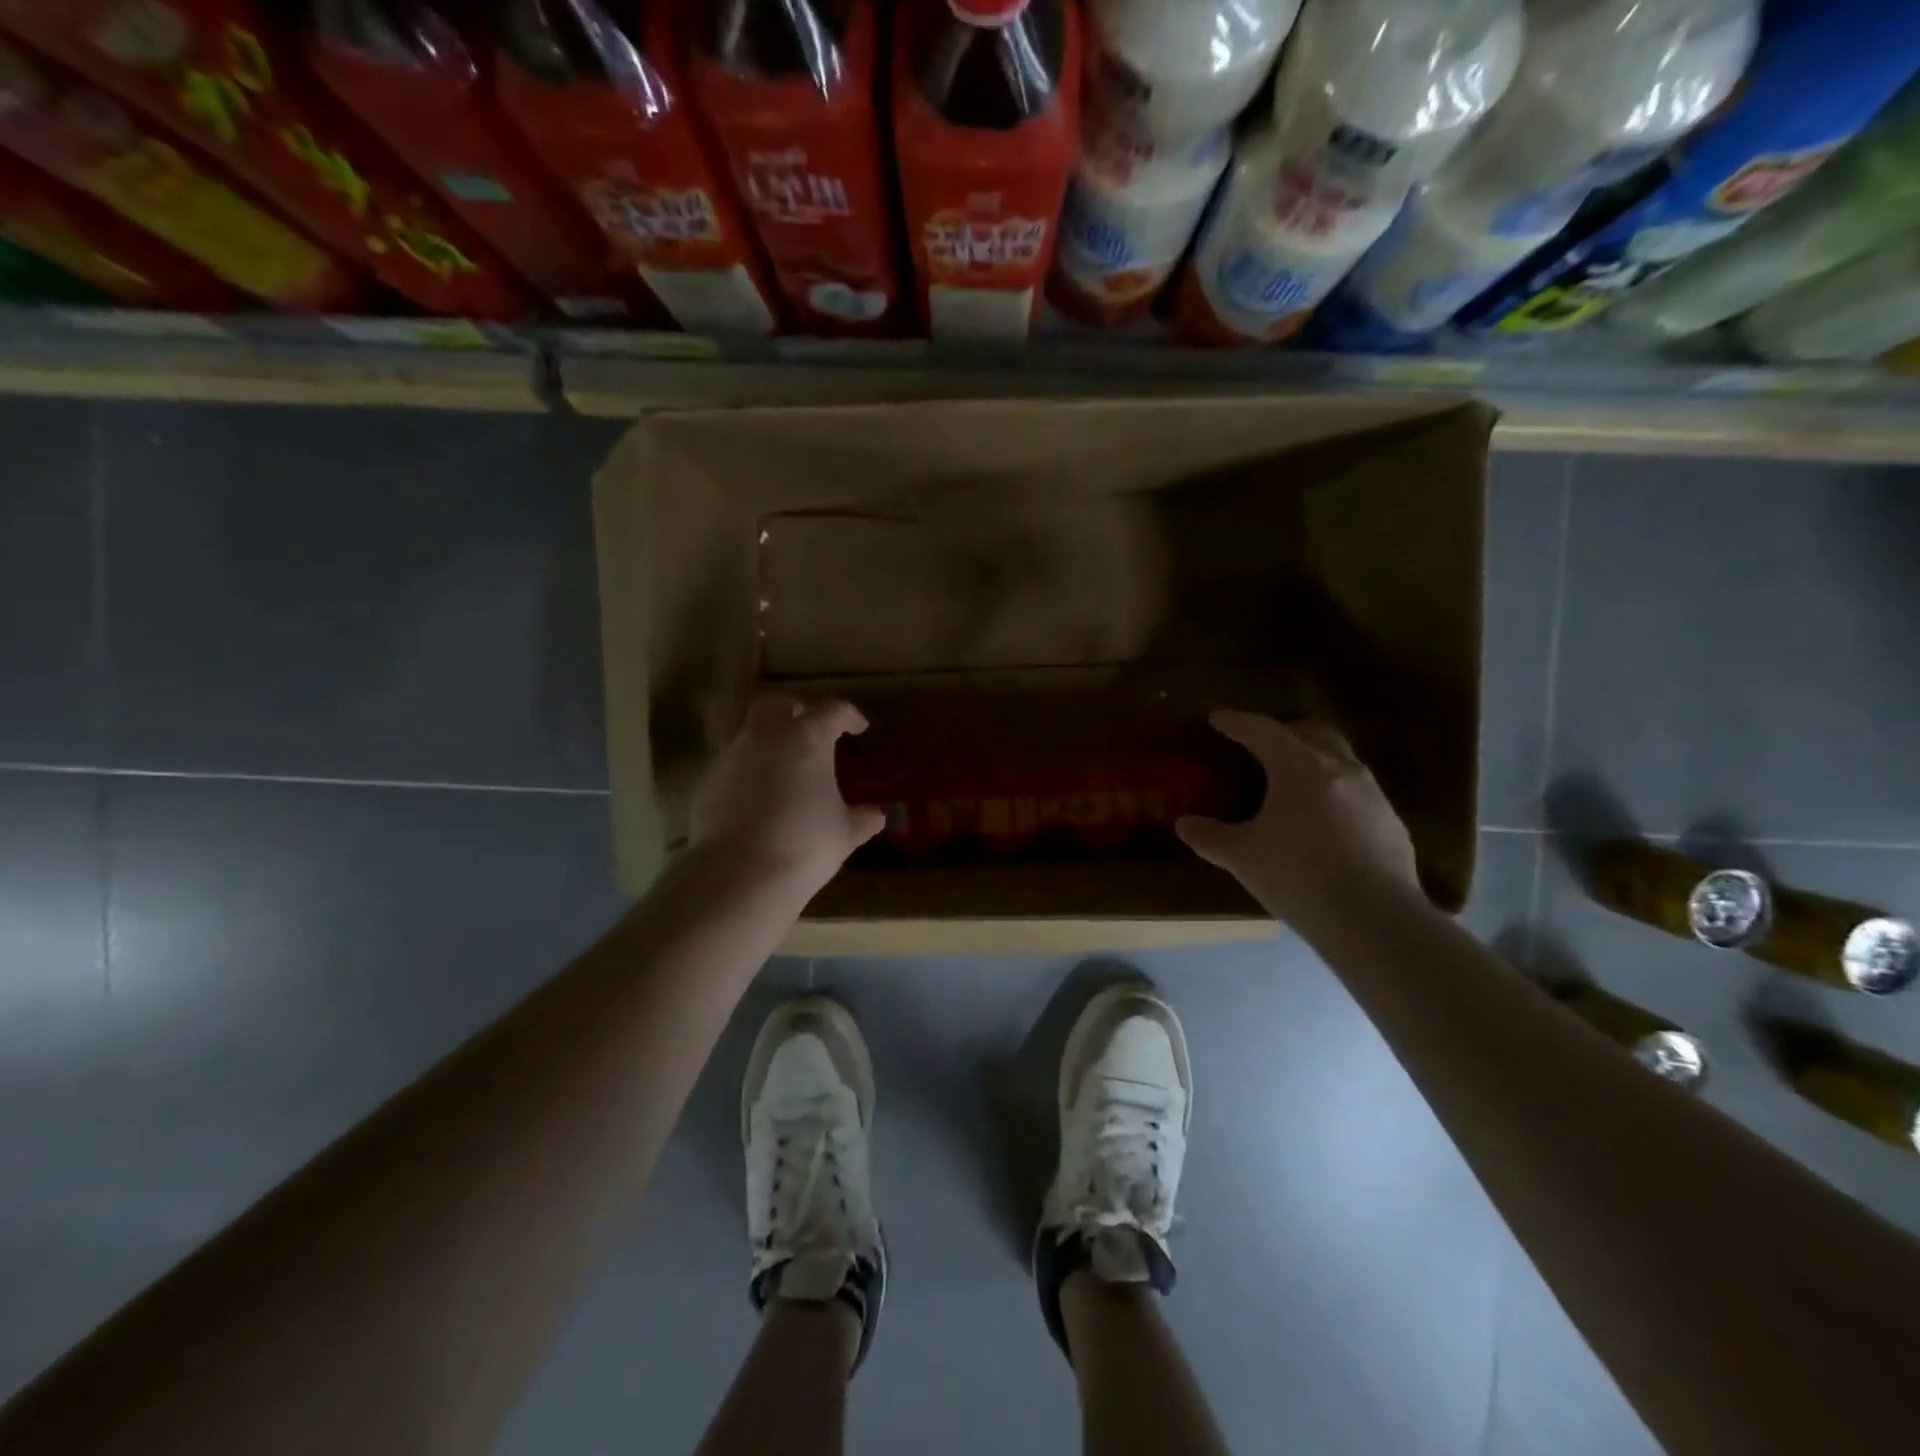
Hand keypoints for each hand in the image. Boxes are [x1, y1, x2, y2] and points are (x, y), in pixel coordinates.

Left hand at [690, 695, 885, 895]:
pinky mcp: (707, 782)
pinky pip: (731, 765)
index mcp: (807, 738)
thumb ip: (861, 819)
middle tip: (810, 731)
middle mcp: (766, 737)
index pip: (832, 711)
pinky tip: (757, 797)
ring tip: (783, 769)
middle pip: (777, 705)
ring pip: (749, 734)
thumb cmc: (805, 844)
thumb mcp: (844, 833)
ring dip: (767, 743)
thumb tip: (876, 816)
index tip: (858, 728)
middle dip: (795, 712)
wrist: (739, 873)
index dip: (849, 717)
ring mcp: (731, 756)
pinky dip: (747, 772)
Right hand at [1176, 710, 1419, 925]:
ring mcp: (1373, 796)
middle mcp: (1340, 769)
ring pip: (1340, 764)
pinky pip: (1358, 798)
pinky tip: (1323, 829)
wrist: (1375, 921)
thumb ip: (1211, 837)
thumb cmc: (1298, 875)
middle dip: (1285, 733)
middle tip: (1262, 746)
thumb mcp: (1243, 857)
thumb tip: (1185, 825)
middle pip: (1312, 734)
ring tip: (1292, 789)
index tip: (1219, 718)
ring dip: (1314, 765)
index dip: (1237, 722)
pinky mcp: (1392, 825)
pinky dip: (1335, 799)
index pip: (1263, 731)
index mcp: (1299, 767)